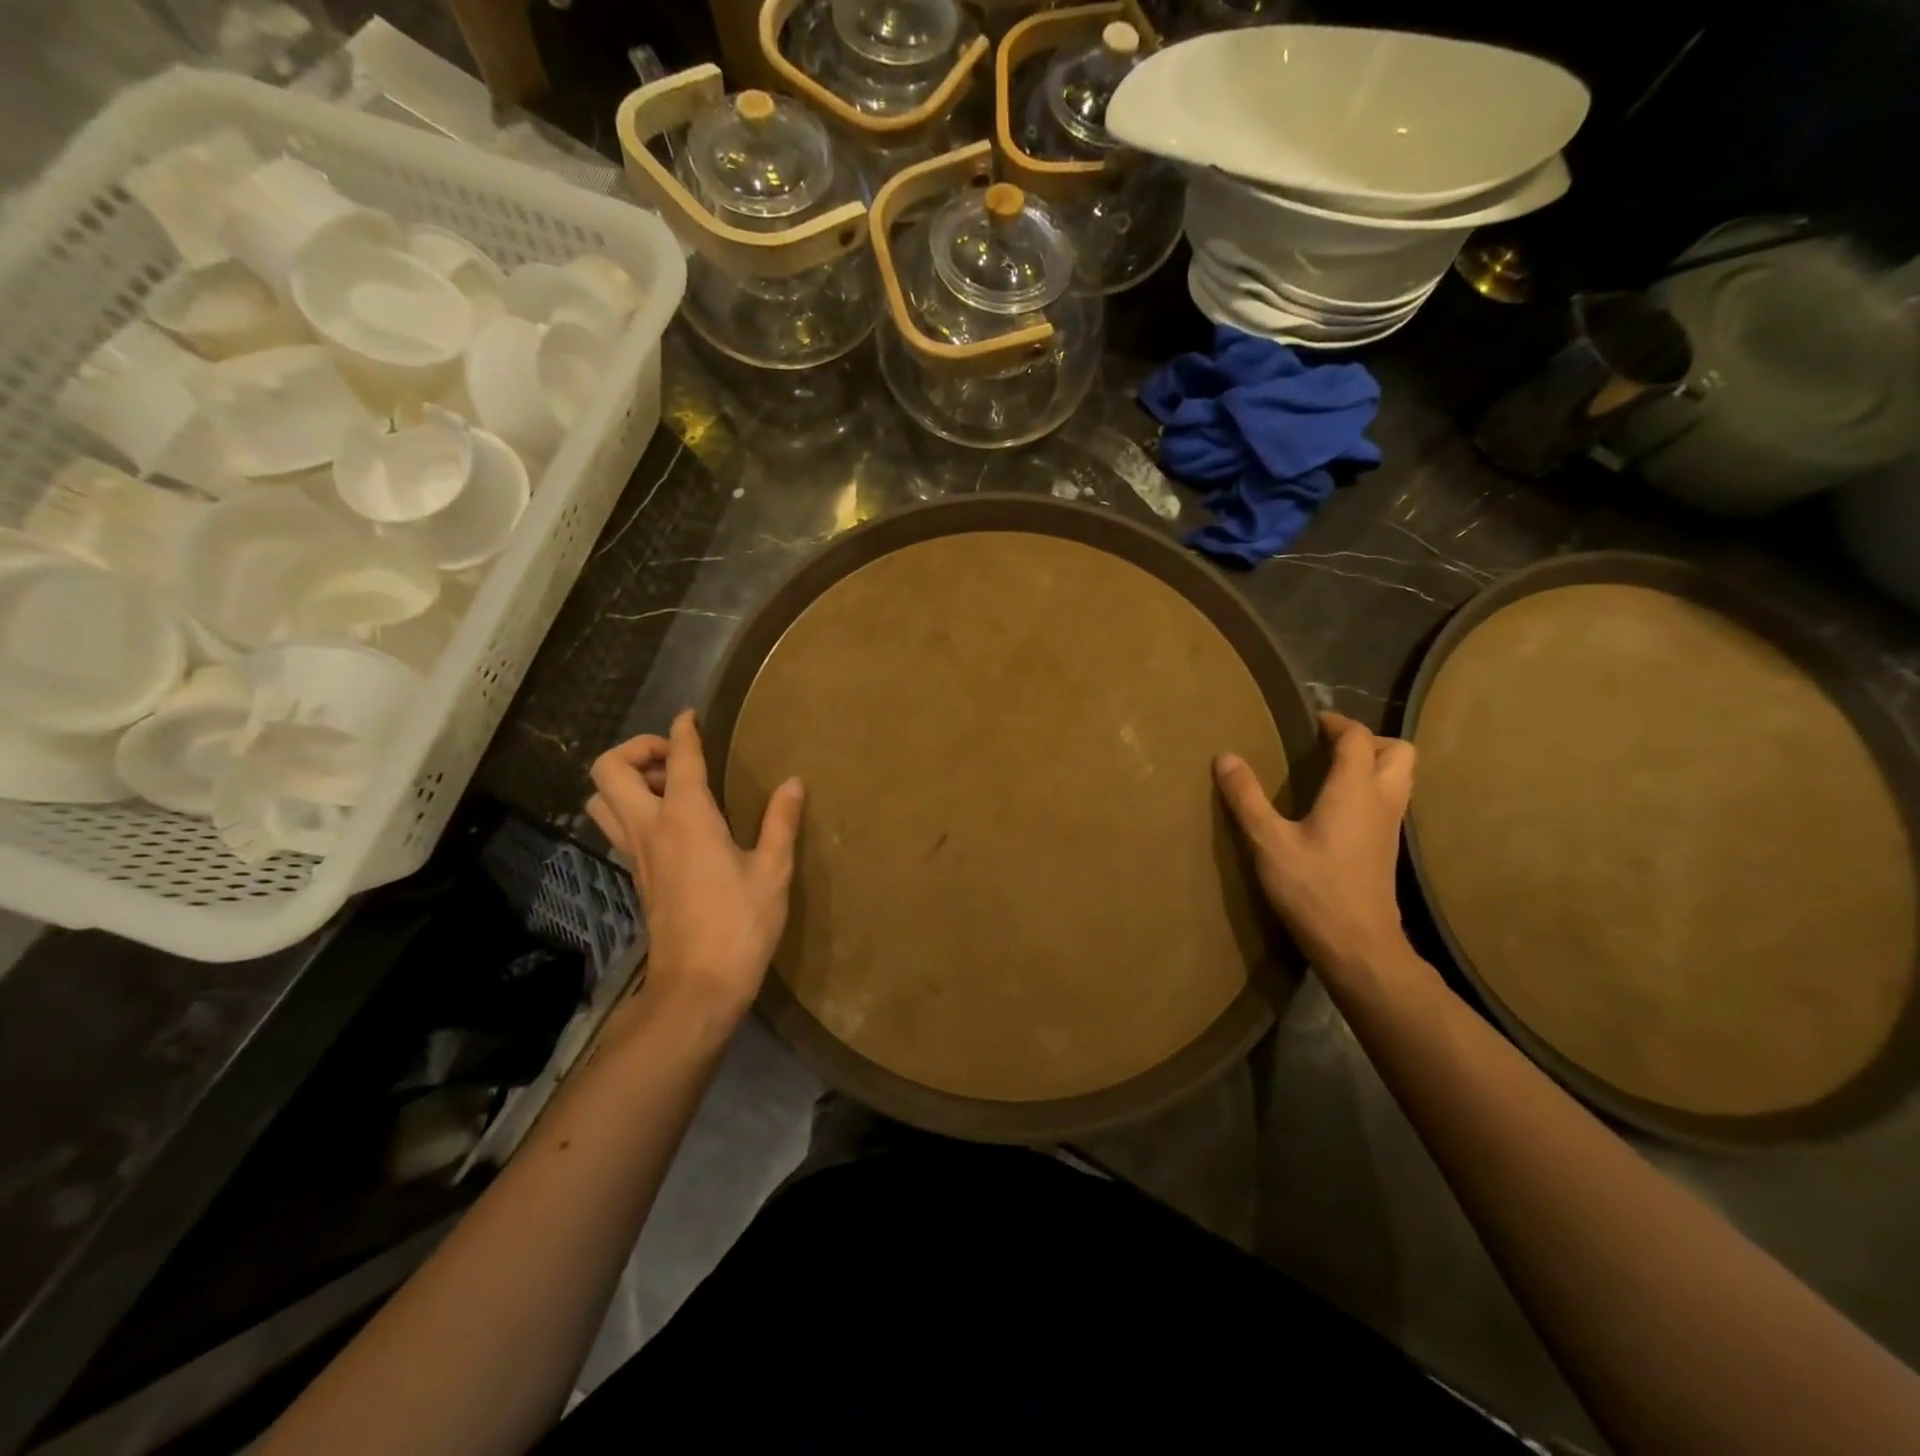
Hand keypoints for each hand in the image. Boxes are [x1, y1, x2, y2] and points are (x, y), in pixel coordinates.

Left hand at [587, 711, 804, 1023]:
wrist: (696, 988)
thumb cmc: (740, 926)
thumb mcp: (773, 872)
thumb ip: (780, 822)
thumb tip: (793, 783)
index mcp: (687, 819)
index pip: (680, 758)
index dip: (684, 729)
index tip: (691, 715)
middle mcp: (651, 828)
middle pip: (611, 769)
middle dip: (638, 749)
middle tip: (677, 759)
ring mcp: (636, 854)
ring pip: (602, 799)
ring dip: (627, 780)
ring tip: (671, 788)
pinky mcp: (636, 876)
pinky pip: (616, 826)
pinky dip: (633, 808)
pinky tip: (674, 824)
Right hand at [1215, 712, 1416, 980]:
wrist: (1357, 945)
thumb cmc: (1313, 888)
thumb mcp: (1268, 841)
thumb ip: (1246, 797)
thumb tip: (1225, 756)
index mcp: (1355, 790)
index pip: (1359, 737)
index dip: (1337, 723)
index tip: (1310, 722)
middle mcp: (1382, 800)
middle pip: (1398, 751)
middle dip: (1368, 740)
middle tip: (1330, 747)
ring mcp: (1391, 826)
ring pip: (1400, 777)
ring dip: (1375, 764)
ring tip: (1332, 773)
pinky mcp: (1388, 849)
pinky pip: (1390, 801)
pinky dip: (1372, 790)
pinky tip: (1337, 810)